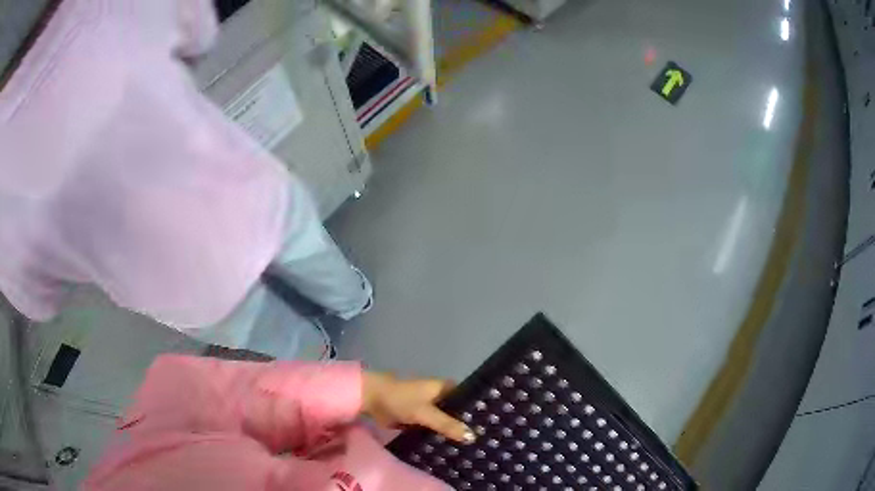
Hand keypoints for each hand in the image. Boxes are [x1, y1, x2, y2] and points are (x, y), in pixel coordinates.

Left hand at [362, 372, 474, 444]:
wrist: (370, 399)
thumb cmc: (400, 399)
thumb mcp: (425, 412)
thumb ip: (447, 424)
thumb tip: (472, 436)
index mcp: (444, 388)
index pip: (467, 399)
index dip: (477, 411)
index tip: (491, 426)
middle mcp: (439, 397)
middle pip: (456, 412)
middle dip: (465, 425)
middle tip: (484, 442)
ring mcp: (427, 409)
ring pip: (444, 422)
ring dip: (452, 432)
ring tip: (472, 449)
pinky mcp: (417, 419)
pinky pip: (432, 429)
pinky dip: (438, 436)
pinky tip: (450, 450)